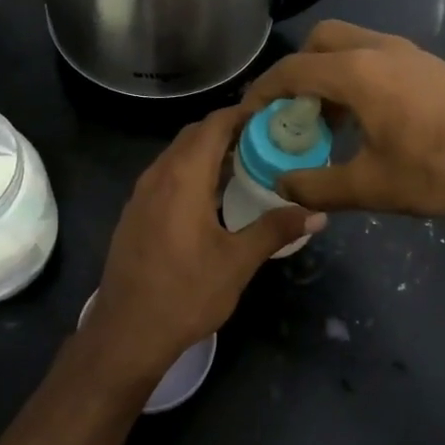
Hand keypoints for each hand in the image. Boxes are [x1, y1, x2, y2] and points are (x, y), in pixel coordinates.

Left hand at [81, 106, 324, 389]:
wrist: (127, 331)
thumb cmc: (186, 293)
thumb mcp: (237, 262)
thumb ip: (275, 230)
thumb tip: (317, 213)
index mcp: (183, 177)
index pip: (214, 124)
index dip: (242, 113)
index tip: (273, 114)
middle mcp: (158, 174)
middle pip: (194, 134)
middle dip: (228, 129)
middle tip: (266, 138)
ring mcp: (141, 193)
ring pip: (177, 154)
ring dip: (208, 150)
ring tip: (245, 162)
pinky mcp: (135, 212)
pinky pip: (166, 174)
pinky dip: (191, 170)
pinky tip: (212, 194)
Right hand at [243, 20, 444, 235]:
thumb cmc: (440, 170)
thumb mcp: (371, 187)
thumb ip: (317, 186)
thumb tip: (282, 184)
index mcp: (357, 72)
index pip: (291, 70)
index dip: (262, 92)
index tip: (248, 115)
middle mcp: (379, 49)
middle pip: (320, 42)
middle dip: (297, 71)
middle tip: (294, 111)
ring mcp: (409, 52)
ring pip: (352, 44)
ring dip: (330, 73)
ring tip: (330, 120)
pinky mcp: (431, 63)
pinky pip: (377, 55)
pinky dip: (357, 75)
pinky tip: (371, 118)